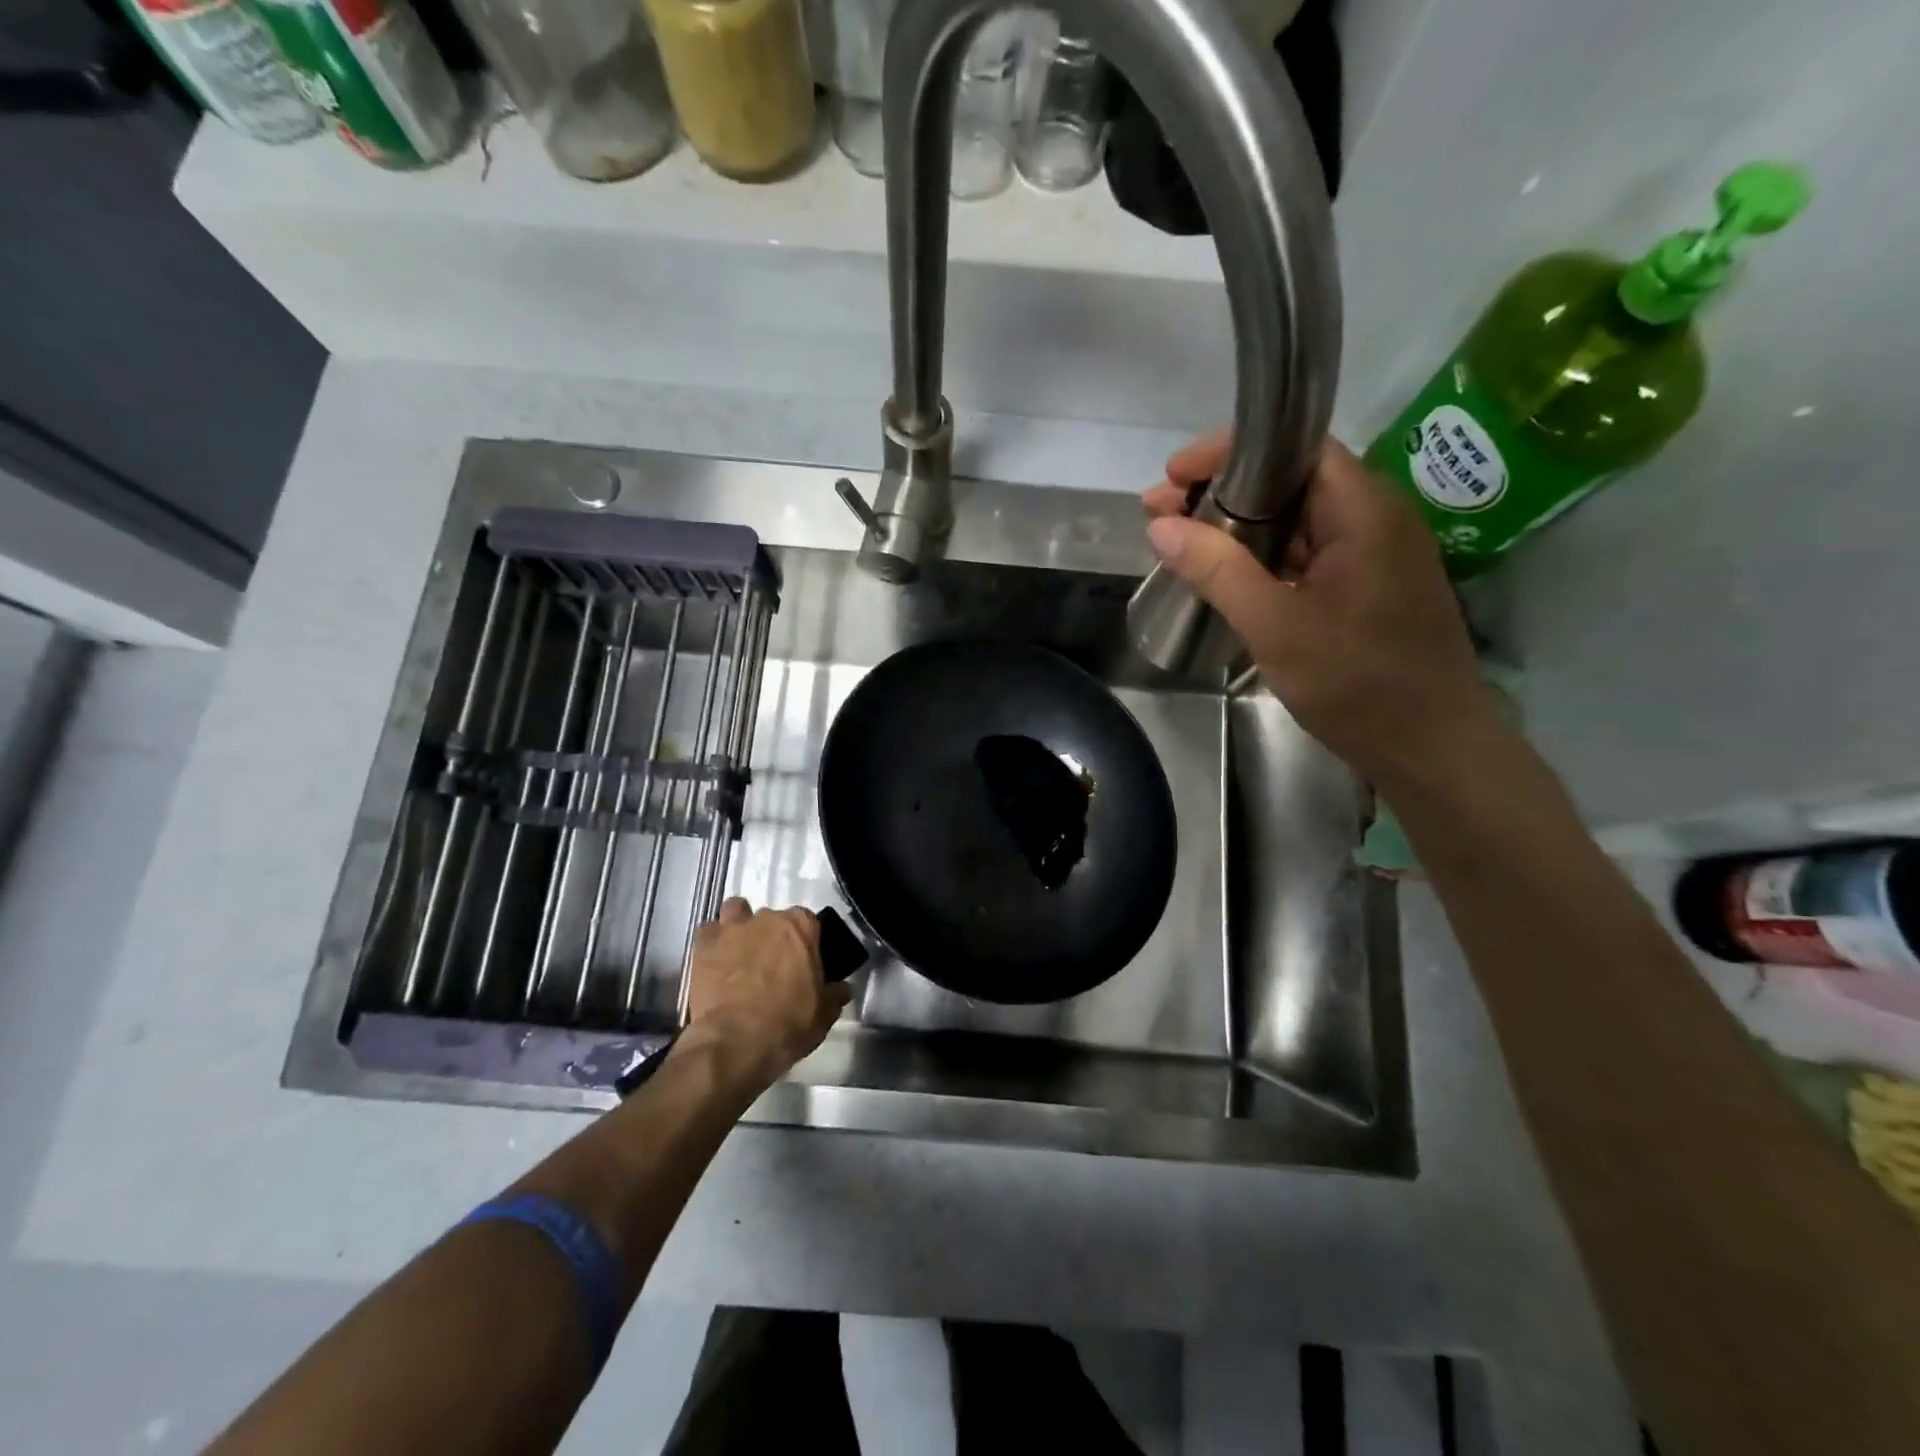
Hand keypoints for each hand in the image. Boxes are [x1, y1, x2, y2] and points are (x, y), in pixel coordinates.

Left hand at [684, 898, 850, 1086]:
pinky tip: (715, 961)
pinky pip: (708, 931)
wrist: (735, 1043)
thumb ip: (834, 995)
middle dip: (772, 935)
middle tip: (771, 965)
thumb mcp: (823, 1015)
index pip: (809, 921)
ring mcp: (733, 928)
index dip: (805, 942)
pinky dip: (712, 942)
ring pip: (736, 911)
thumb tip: (843, 988)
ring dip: (739, 926)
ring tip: (739, 952)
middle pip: (772, 917)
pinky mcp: (703, 944)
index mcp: (802, 927)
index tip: (803, 962)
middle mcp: (768, 918)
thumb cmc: (788, 1024)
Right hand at [1143, 431, 1497, 790]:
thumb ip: (1218, 570)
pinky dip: (1262, 557)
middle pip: (1291, 482)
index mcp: (1365, 510)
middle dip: (1221, 491)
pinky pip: (1307, 555)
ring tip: (1180, 542)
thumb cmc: (1358, 682)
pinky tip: (1225, 576)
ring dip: (1238, 527)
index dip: (1229, 452)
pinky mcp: (1366, 588)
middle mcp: (1375, 518)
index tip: (1174, 475)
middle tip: (1161, 513)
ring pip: (1297, 521)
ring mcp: (1374, 555)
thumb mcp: (1275, 626)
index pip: (1295, 448)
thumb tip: (1161, 527)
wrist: (1430, 747)